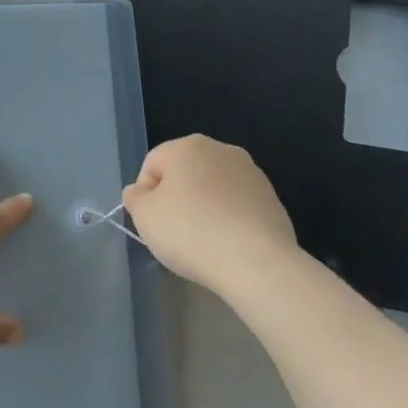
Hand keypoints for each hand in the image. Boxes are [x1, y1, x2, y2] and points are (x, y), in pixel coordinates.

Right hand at [121, 135, 299, 296]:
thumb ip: (135, 198)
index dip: (145, 194)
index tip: (150, 222)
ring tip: (202, 241)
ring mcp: (251, 173)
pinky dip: (228, 219)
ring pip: (213, 188)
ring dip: (203, 207)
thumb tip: (140, 191)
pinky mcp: (271, 198)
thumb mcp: (144, 216)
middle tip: (173, 232)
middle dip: (176, 198)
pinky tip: (226, 244)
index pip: (152, 164)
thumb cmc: (190, 232)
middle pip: (185, 172)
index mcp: (188, 146)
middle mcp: (221, 150)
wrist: (255, 261)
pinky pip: (236, 205)